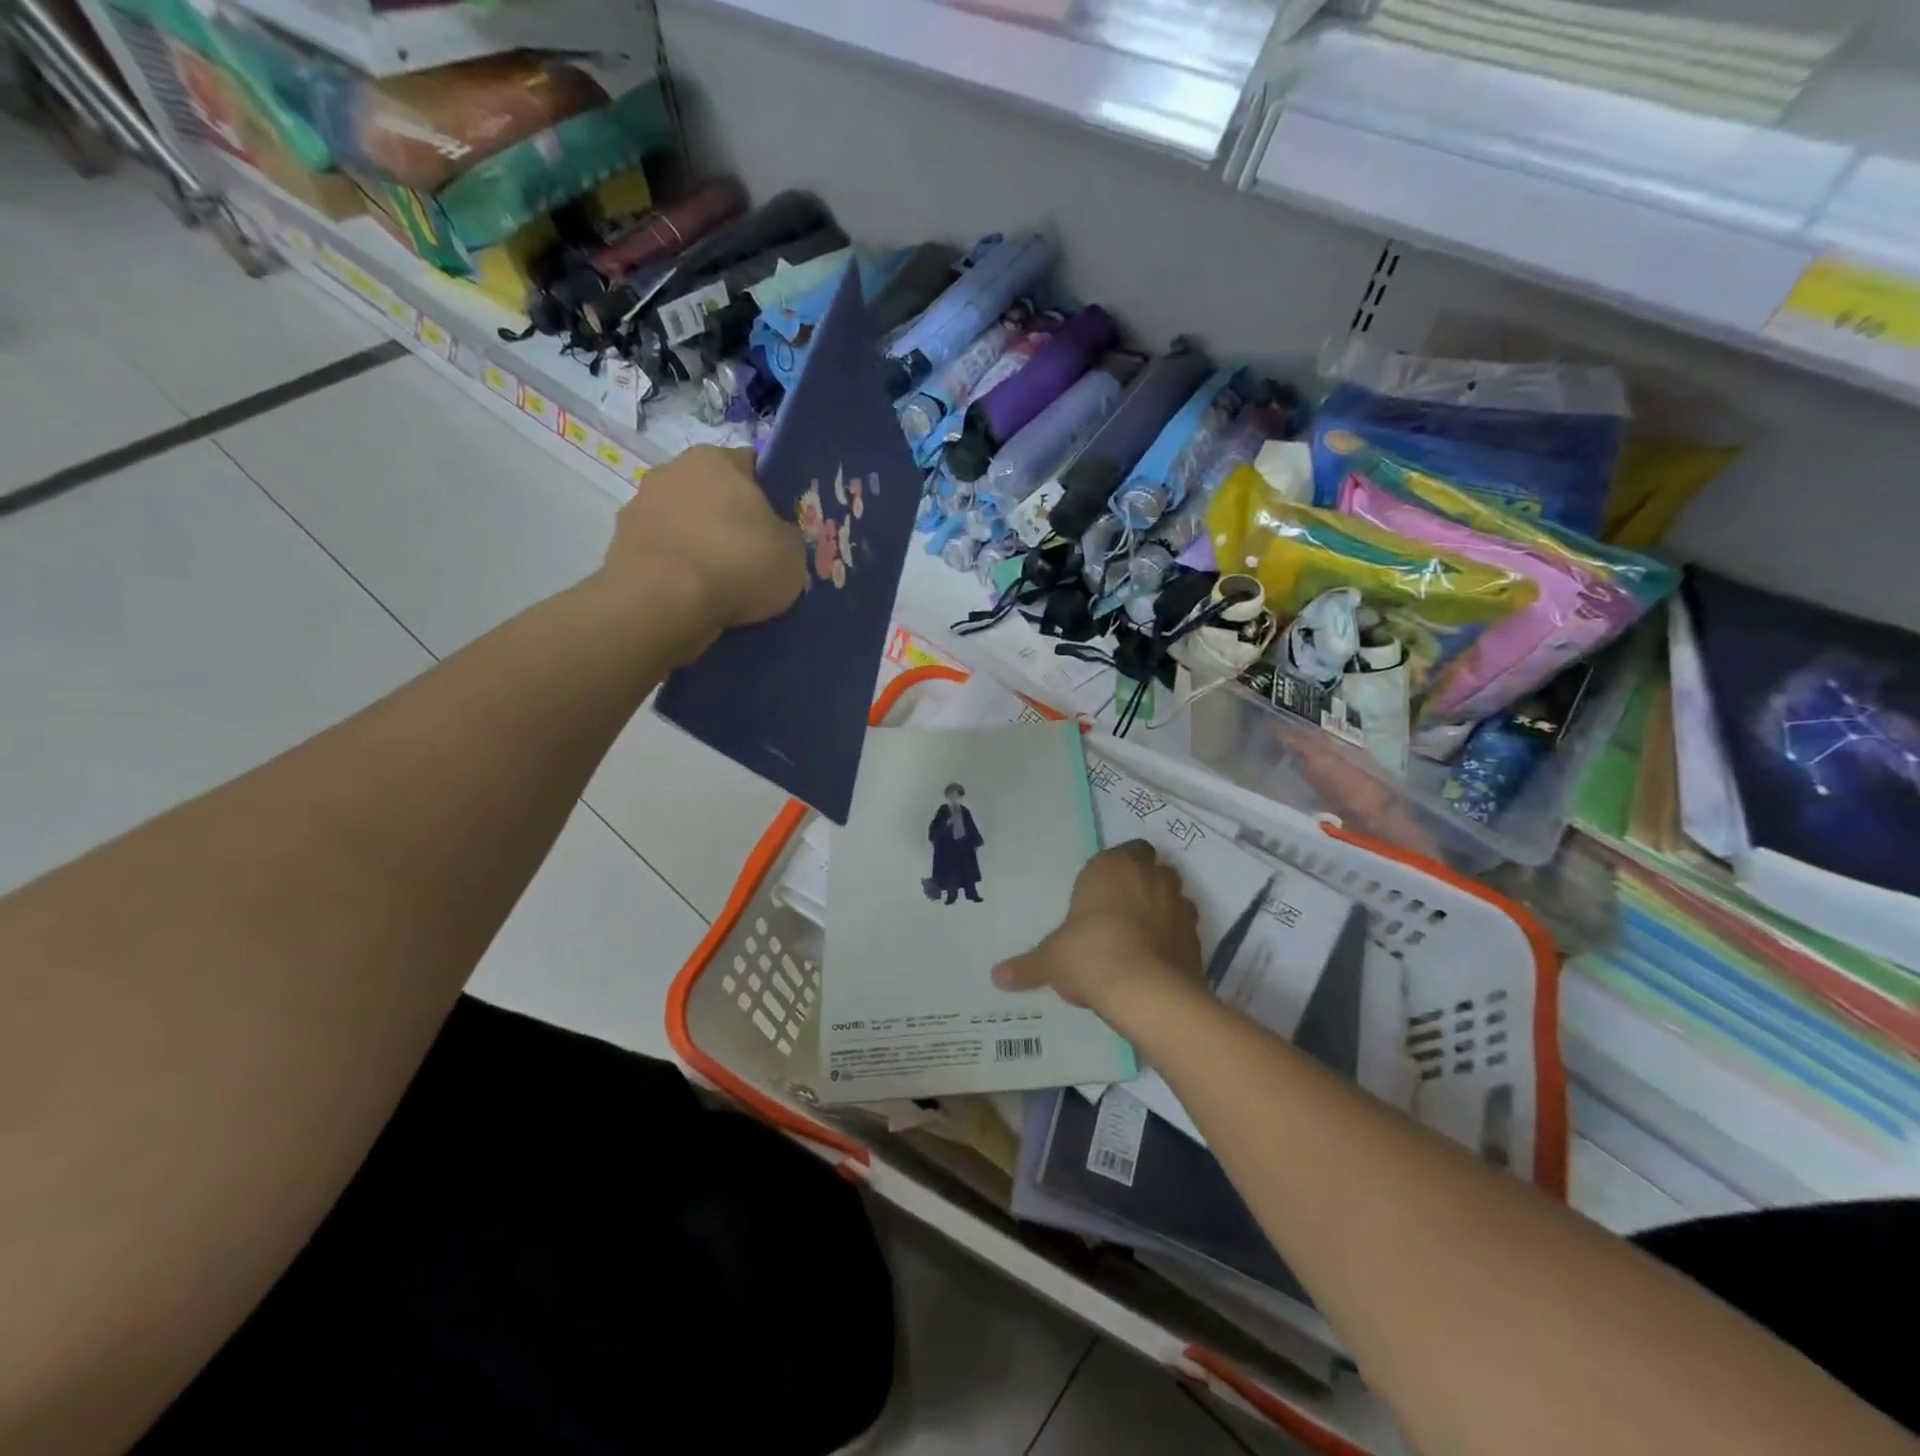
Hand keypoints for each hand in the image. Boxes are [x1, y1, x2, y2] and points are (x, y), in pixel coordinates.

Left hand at [601, 445, 806, 652]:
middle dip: (733, 524)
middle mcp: (671, 471)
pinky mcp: (620, 548)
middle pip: (715, 496)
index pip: (754, 468)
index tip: (784, 531)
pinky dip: (680, 575)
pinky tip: (698, 601)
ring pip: (687, 528)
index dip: (774, 499)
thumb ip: (787, 535)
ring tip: (726, 590)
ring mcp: (639, 509)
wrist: (663, 604)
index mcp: (715, 458)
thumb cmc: (736, 563)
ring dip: (703, 550)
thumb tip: (774, 536)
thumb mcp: (793, 551)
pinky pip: (666, 559)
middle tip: (757, 561)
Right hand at [992, 842, 1201, 1013]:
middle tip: (1119, 911)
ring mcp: (1179, 906)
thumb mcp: (1051, 961)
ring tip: (1139, 938)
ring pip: (1173, 897)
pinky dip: (1173, 940)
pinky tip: (1155, 962)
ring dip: (1161, 910)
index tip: (1104, 889)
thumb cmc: (1090, 955)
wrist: (1147, 993)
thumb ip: (1027, 966)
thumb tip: (996, 976)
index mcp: (1113, 867)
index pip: (1127, 849)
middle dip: (1141, 884)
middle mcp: (1150, 877)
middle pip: (1152, 869)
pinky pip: (1184, 931)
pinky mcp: (1197, 938)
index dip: (1118, 867)